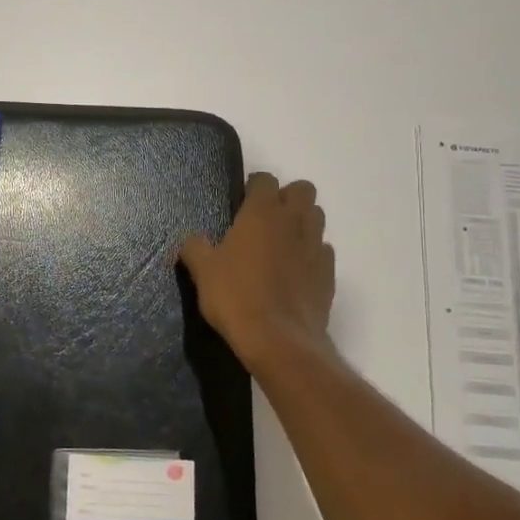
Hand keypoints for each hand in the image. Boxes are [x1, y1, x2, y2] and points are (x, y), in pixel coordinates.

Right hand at [180, 173, 335, 372]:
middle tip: (265, 220)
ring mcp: (316, 246)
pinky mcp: (329, 273)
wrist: (279, 340)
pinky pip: (323, 251)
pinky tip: (295, 272)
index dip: (253, 187)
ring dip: (301, 223)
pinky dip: (311, 254)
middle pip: (302, 190)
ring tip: (281, 244)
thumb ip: (195, 248)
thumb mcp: (203, 271)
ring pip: (317, 217)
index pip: (264, 179)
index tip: (240, 203)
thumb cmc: (236, 297)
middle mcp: (294, 221)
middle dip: (286, 198)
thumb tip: (191, 240)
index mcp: (262, 213)